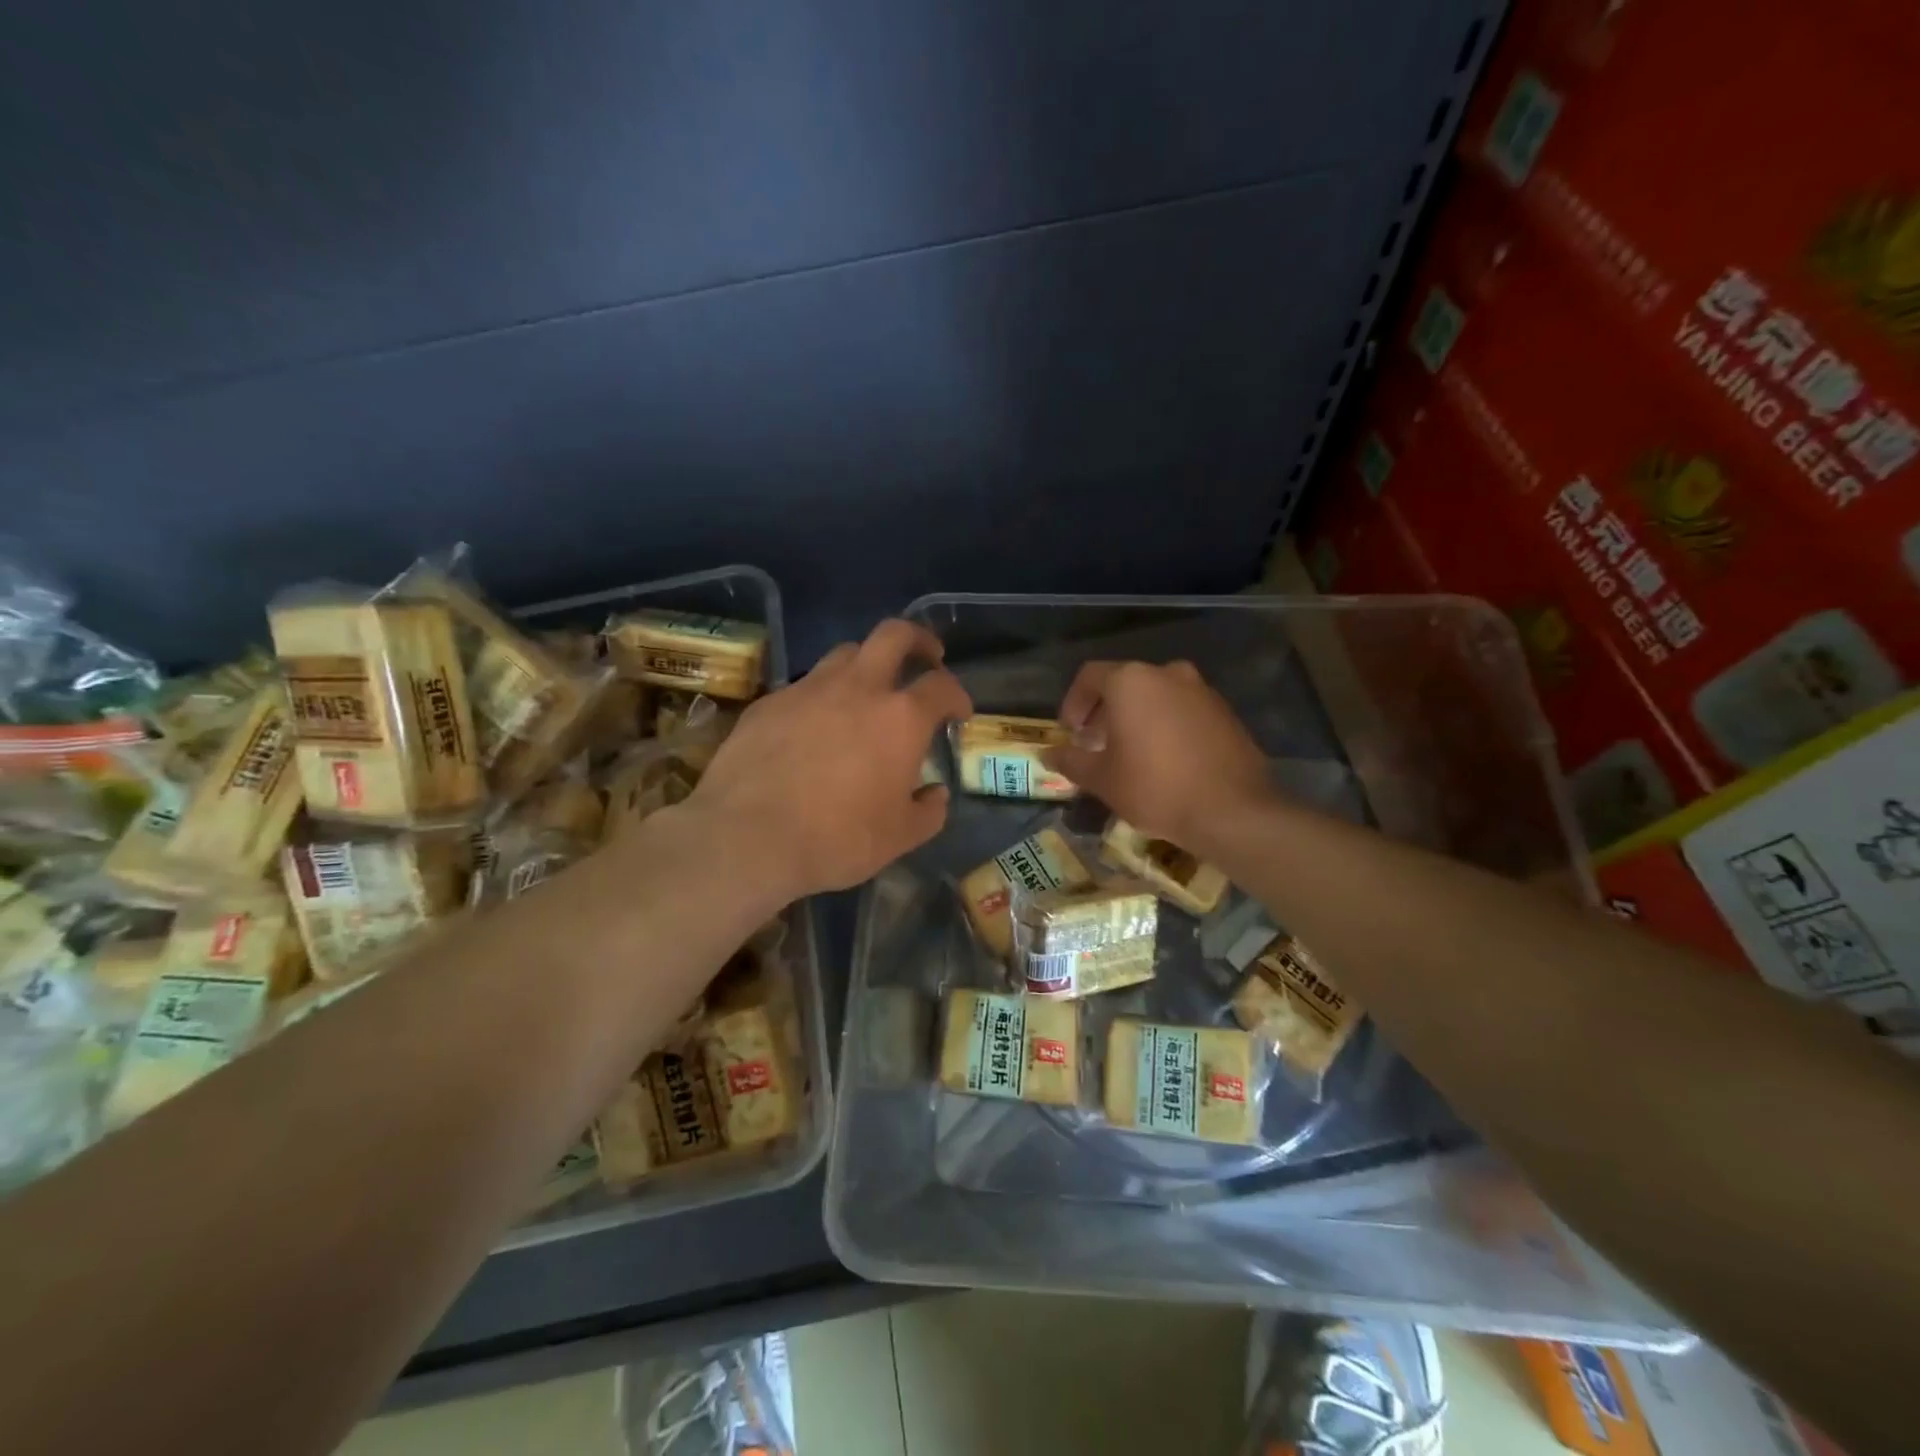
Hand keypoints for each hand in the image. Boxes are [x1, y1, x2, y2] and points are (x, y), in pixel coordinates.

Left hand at [688, 619, 972, 898]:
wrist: (748, 836)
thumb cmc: (837, 838)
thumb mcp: (899, 838)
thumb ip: (928, 812)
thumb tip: (935, 794)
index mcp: (900, 718)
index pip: (941, 686)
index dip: (957, 695)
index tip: (958, 712)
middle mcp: (858, 688)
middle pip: (894, 634)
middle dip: (918, 639)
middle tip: (927, 656)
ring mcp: (809, 689)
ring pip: (845, 653)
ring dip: (866, 665)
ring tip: (867, 692)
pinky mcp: (769, 702)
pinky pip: (804, 686)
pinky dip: (821, 697)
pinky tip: (813, 728)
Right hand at [1043, 660, 1270, 850]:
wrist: (1232, 810)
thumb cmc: (1155, 787)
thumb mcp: (1102, 779)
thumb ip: (1072, 761)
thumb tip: (1050, 755)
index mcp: (1131, 681)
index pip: (1090, 676)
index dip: (1073, 702)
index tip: (1072, 733)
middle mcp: (1167, 674)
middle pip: (1125, 684)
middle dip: (1105, 712)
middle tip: (1096, 745)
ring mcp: (1200, 690)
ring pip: (1156, 696)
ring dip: (1137, 718)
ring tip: (1130, 755)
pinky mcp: (1224, 712)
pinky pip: (1183, 710)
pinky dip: (1166, 726)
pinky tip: (1164, 761)